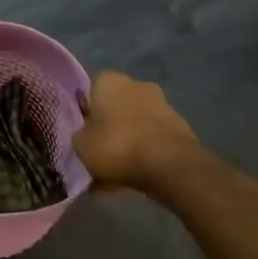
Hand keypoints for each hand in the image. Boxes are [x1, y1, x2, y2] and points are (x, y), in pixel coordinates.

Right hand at [73, 71, 197, 191]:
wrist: (169, 164)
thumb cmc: (116, 146)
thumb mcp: (81, 145)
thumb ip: (79, 135)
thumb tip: (85, 134)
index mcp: (109, 81)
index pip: (90, 89)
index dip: (83, 111)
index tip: (80, 131)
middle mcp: (136, 85)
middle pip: (114, 107)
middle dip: (106, 128)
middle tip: (96, 152)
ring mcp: (161, 104)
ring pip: (133, 125)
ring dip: (124, 142)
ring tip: (113, 173)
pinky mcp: (178, 126)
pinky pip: (149, 140)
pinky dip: (141, 154)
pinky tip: (131, 177)